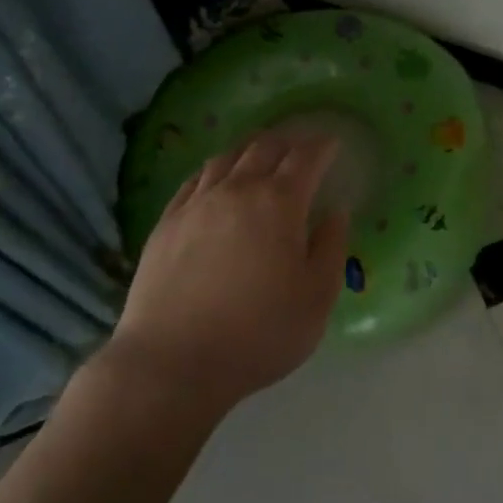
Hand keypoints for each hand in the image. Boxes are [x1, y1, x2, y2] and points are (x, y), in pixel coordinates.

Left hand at [104, 132, 348, 414]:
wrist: (172, 362)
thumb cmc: (258, 334)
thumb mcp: (316, 299)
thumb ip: (331, 249)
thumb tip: (335, 213)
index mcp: (279, 203)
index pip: (306, 158)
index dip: (322, 146)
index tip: (332, 143)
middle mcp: (237, 190)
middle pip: (264, 147)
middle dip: (287, 141)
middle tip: (300, 146)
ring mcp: (196, 204)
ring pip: (225, 157)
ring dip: (249, 149)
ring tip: (259, 153)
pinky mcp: (166, 223)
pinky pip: (193, 180)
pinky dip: (214, 170)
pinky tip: (215, 179)